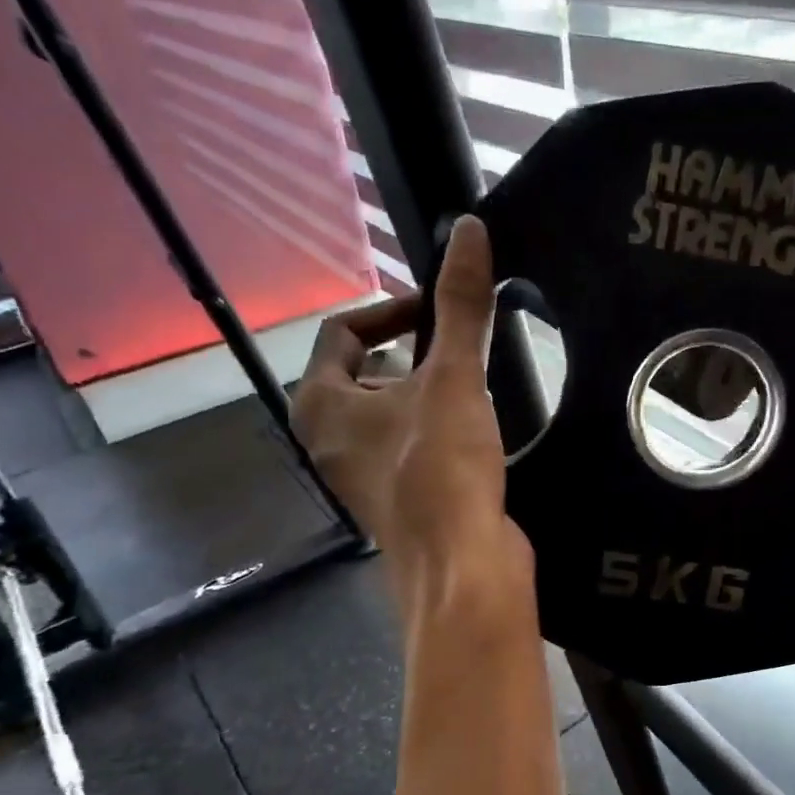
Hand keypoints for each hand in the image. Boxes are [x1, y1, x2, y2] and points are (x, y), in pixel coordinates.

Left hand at [292, 216, 529, 612]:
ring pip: (388, 411)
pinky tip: (475, 432)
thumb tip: (468, 228)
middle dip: (412, 351)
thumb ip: (460, 304)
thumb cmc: (441, 466)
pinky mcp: (396, 501)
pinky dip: (435, 427)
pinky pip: (408, 444)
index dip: (394, 309)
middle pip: (364, 371)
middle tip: (460, 347)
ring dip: (427, 390)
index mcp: (319, 404)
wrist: (461, 565)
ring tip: (473, 385)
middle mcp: (327, 440)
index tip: (441, 310)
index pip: (344, 332)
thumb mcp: (454, 377)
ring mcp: (359, 476)